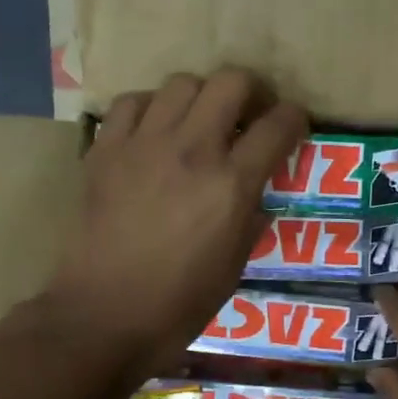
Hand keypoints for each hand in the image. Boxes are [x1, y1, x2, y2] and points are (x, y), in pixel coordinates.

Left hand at [47, 69, 307, 379]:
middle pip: (231, 82)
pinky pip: (132, 103)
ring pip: (182, 82)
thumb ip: (250, 222)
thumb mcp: (234, 268)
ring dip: (201, 97)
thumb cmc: (177, 305)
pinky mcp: (105, 150)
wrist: (102, 316)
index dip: (295, 118)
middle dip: (251, 92)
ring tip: (199, 123)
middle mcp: (192, 150)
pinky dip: (151, 108)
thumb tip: (256, 198)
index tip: (294, 126)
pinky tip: (154, 132)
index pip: (278, 125)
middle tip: (249, 116)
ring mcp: (144, 145)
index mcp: (231, 185)